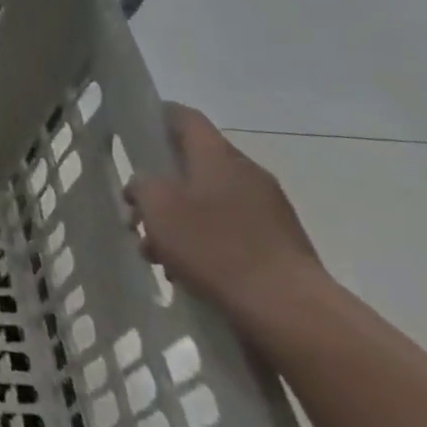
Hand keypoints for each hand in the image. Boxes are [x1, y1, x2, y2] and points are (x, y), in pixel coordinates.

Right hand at [125, 104, 327, 325]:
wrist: (289, 309)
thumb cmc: (215, 246)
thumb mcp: (158, 208)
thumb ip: (142, 185)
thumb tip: (145, 184)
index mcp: (218, 155)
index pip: (186, 118)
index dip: (158, 117)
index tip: (136, 131)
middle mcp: (246, 173)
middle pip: (195, 164)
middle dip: (162, 186)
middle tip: (137, 211)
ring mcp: (268, 209)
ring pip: (209, 201)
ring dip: (180, 218)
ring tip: (157, 252)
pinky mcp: (279, 243)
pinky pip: (230, 228)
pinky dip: (205, 240)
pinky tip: (187, 270)